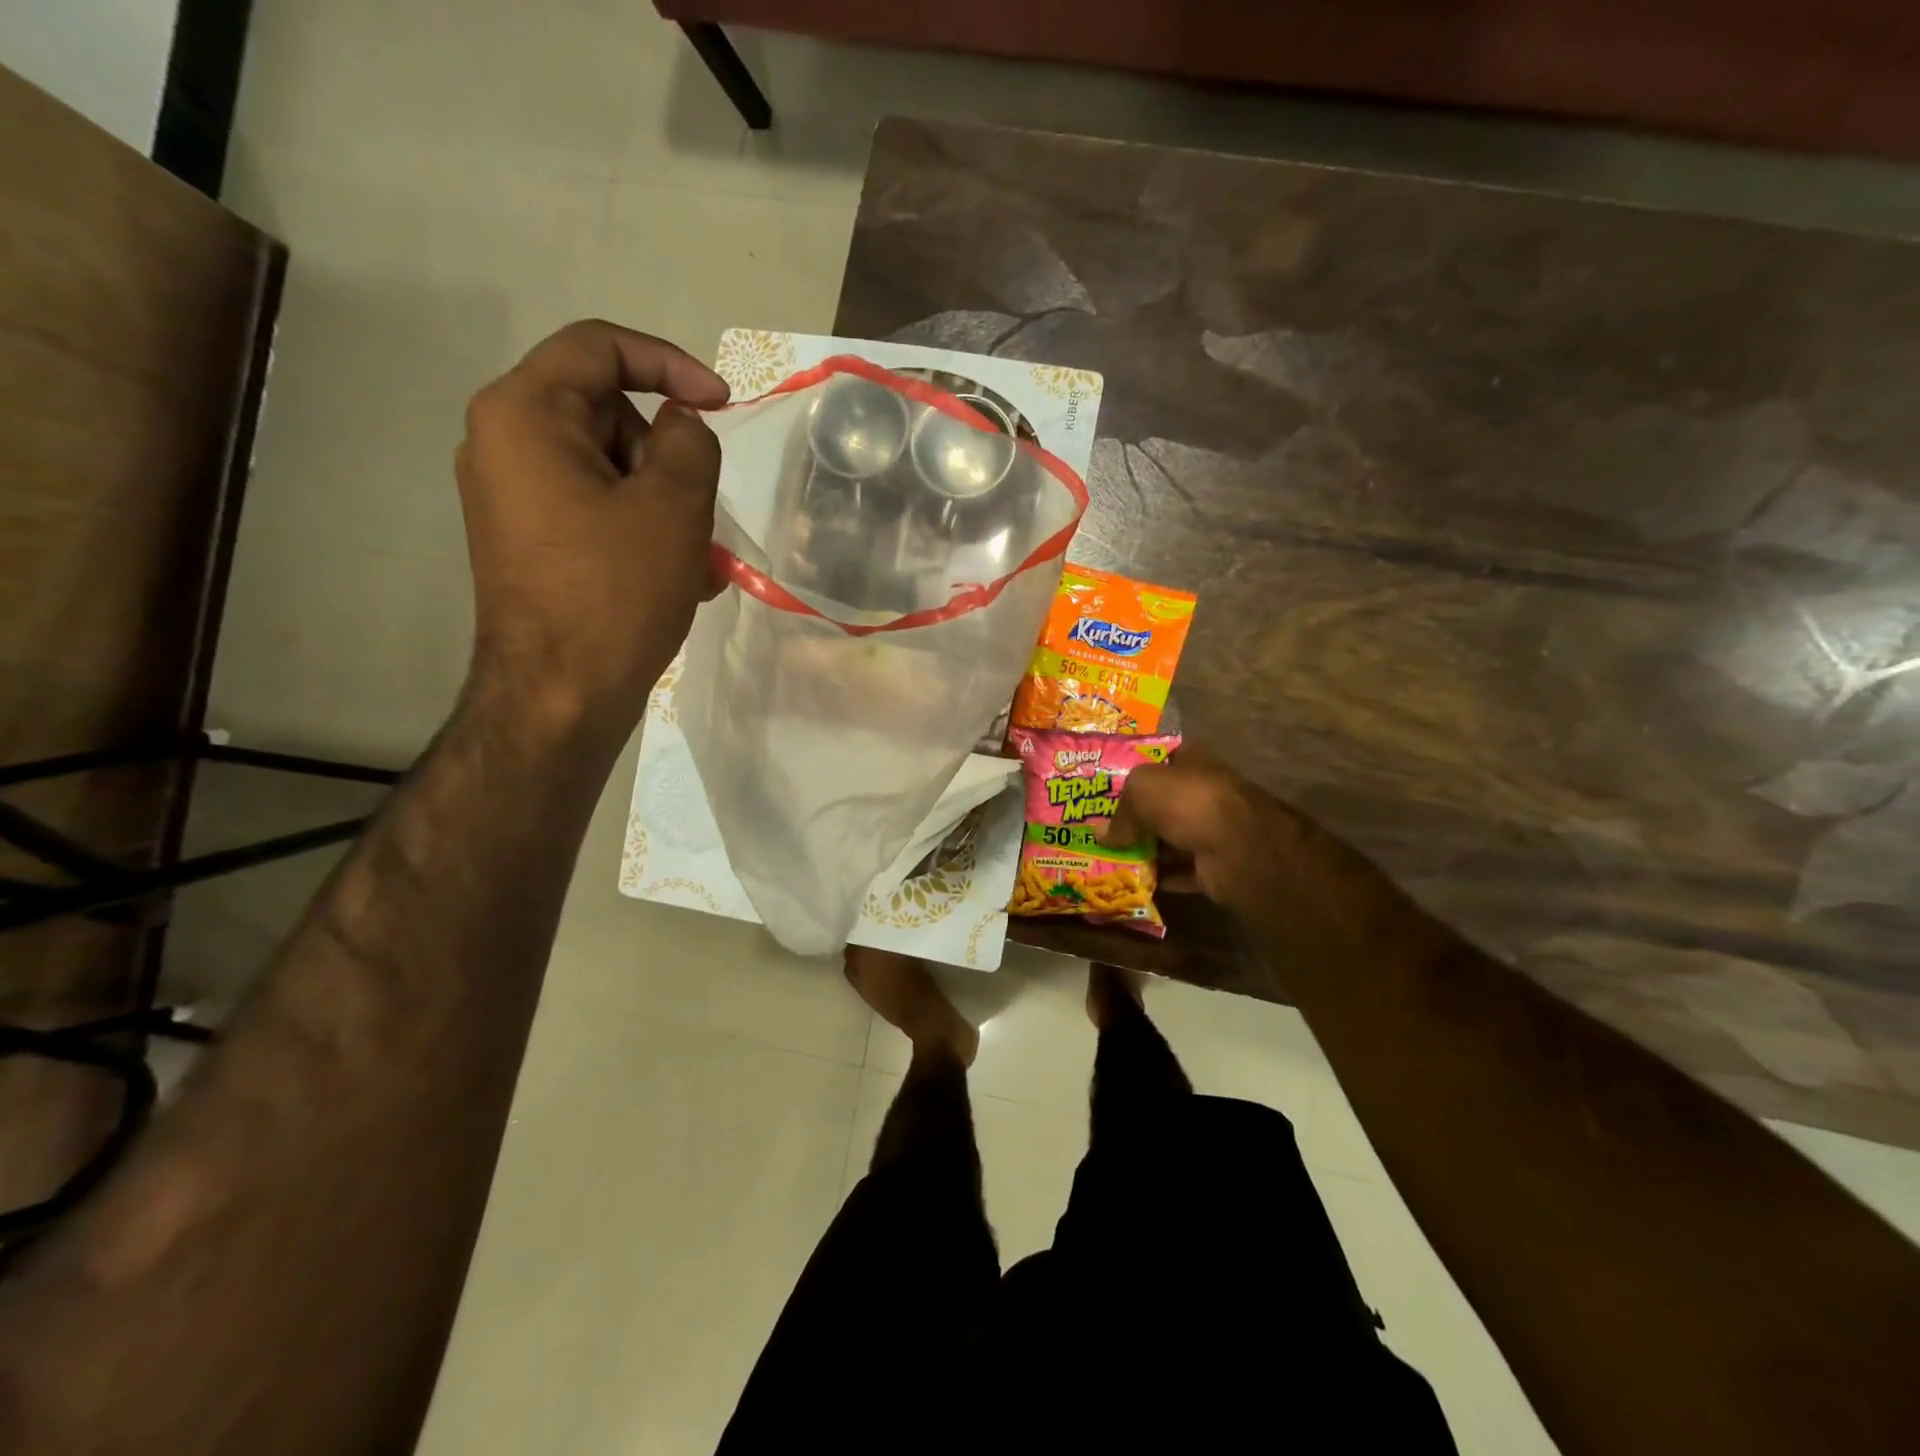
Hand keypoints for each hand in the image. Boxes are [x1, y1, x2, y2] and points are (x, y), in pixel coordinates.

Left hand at [455, 320, 728, 738]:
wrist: (560, 695)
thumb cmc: (616, 592)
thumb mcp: (674, 506)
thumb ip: (690, 442)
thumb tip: (682, 426)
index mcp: (523, 414)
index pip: (600, 348)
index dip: (671, 364)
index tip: (725, 404)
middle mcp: (503, 443)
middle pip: (606, 413)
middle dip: (667, 456)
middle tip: (702, 511)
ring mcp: (513, 496)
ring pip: (609, 468)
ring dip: (664, 502)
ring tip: (698, 561)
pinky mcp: (530, 539)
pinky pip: (596, 509)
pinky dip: (641, 528)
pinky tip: (677, 576)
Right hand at [1107, 747, 1437, 975]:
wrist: (1238, 847)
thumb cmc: (1188, 802)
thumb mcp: (1141, 790)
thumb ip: (1120, 810)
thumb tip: (1102, 834)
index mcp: (1192, 760)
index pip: (1160, 756)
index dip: (1134, 765)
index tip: (1107, 783)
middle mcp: (1204, 791)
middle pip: (1163, 800)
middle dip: (1136, 813)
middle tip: (1100, 825)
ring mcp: (1214, 828)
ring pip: (1172, 836)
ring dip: (1147, 847)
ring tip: (1110, 855)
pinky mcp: (1217, 863)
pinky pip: (1182, 870)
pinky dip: (1162, 876)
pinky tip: (1134, 880)